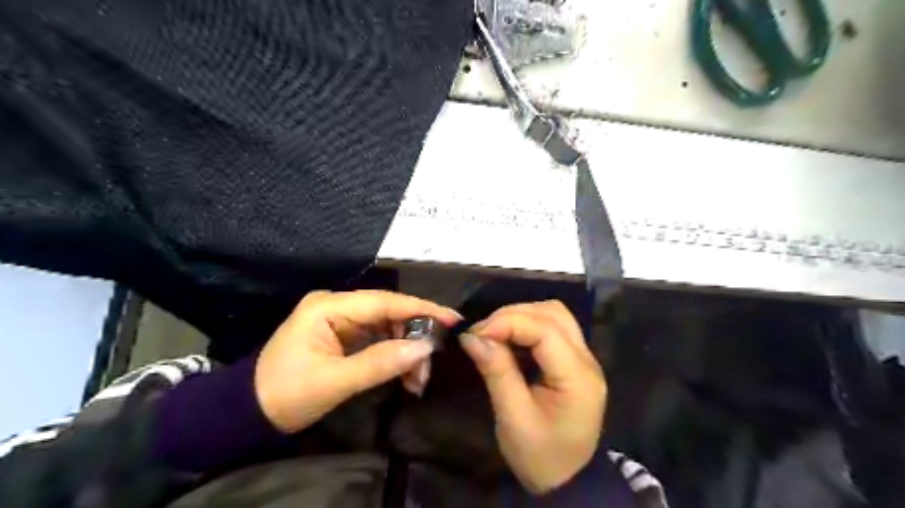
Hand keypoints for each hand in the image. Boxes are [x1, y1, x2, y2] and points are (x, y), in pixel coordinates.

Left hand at [258, 289, 462, 431]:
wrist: (251, 412)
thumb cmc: (287, 394)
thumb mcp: (334, 381)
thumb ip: (380, 362)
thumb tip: (425, 347)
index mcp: (329, 306)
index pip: (385, 301)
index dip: (422, 309)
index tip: (452, 319)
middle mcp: (338, 305)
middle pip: (390, 313)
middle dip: (415, 338)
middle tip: (431, 365)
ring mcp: (341, 319)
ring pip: (389, 327)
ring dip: (407, 351)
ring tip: (418, 380)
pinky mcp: (345, 334)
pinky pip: (380, 339)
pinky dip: (395, 356)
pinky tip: (406, 376)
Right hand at [461, 299, 606, 493]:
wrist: (565, 480)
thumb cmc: (540, 457)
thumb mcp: (513, 419)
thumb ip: (497, 372)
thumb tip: (472, 337)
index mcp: (577, 378)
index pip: (546, 330)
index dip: (508, 323)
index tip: (475, 333)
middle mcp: (587, 360)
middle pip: (553, 314)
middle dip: (513, 315)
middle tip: (482, 333)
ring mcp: (583, 358)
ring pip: (553, 315)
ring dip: (521, 316)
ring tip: (493, 334)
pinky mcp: (574, 359)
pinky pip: (551, 327)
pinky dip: (526, 326)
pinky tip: (508, 340)